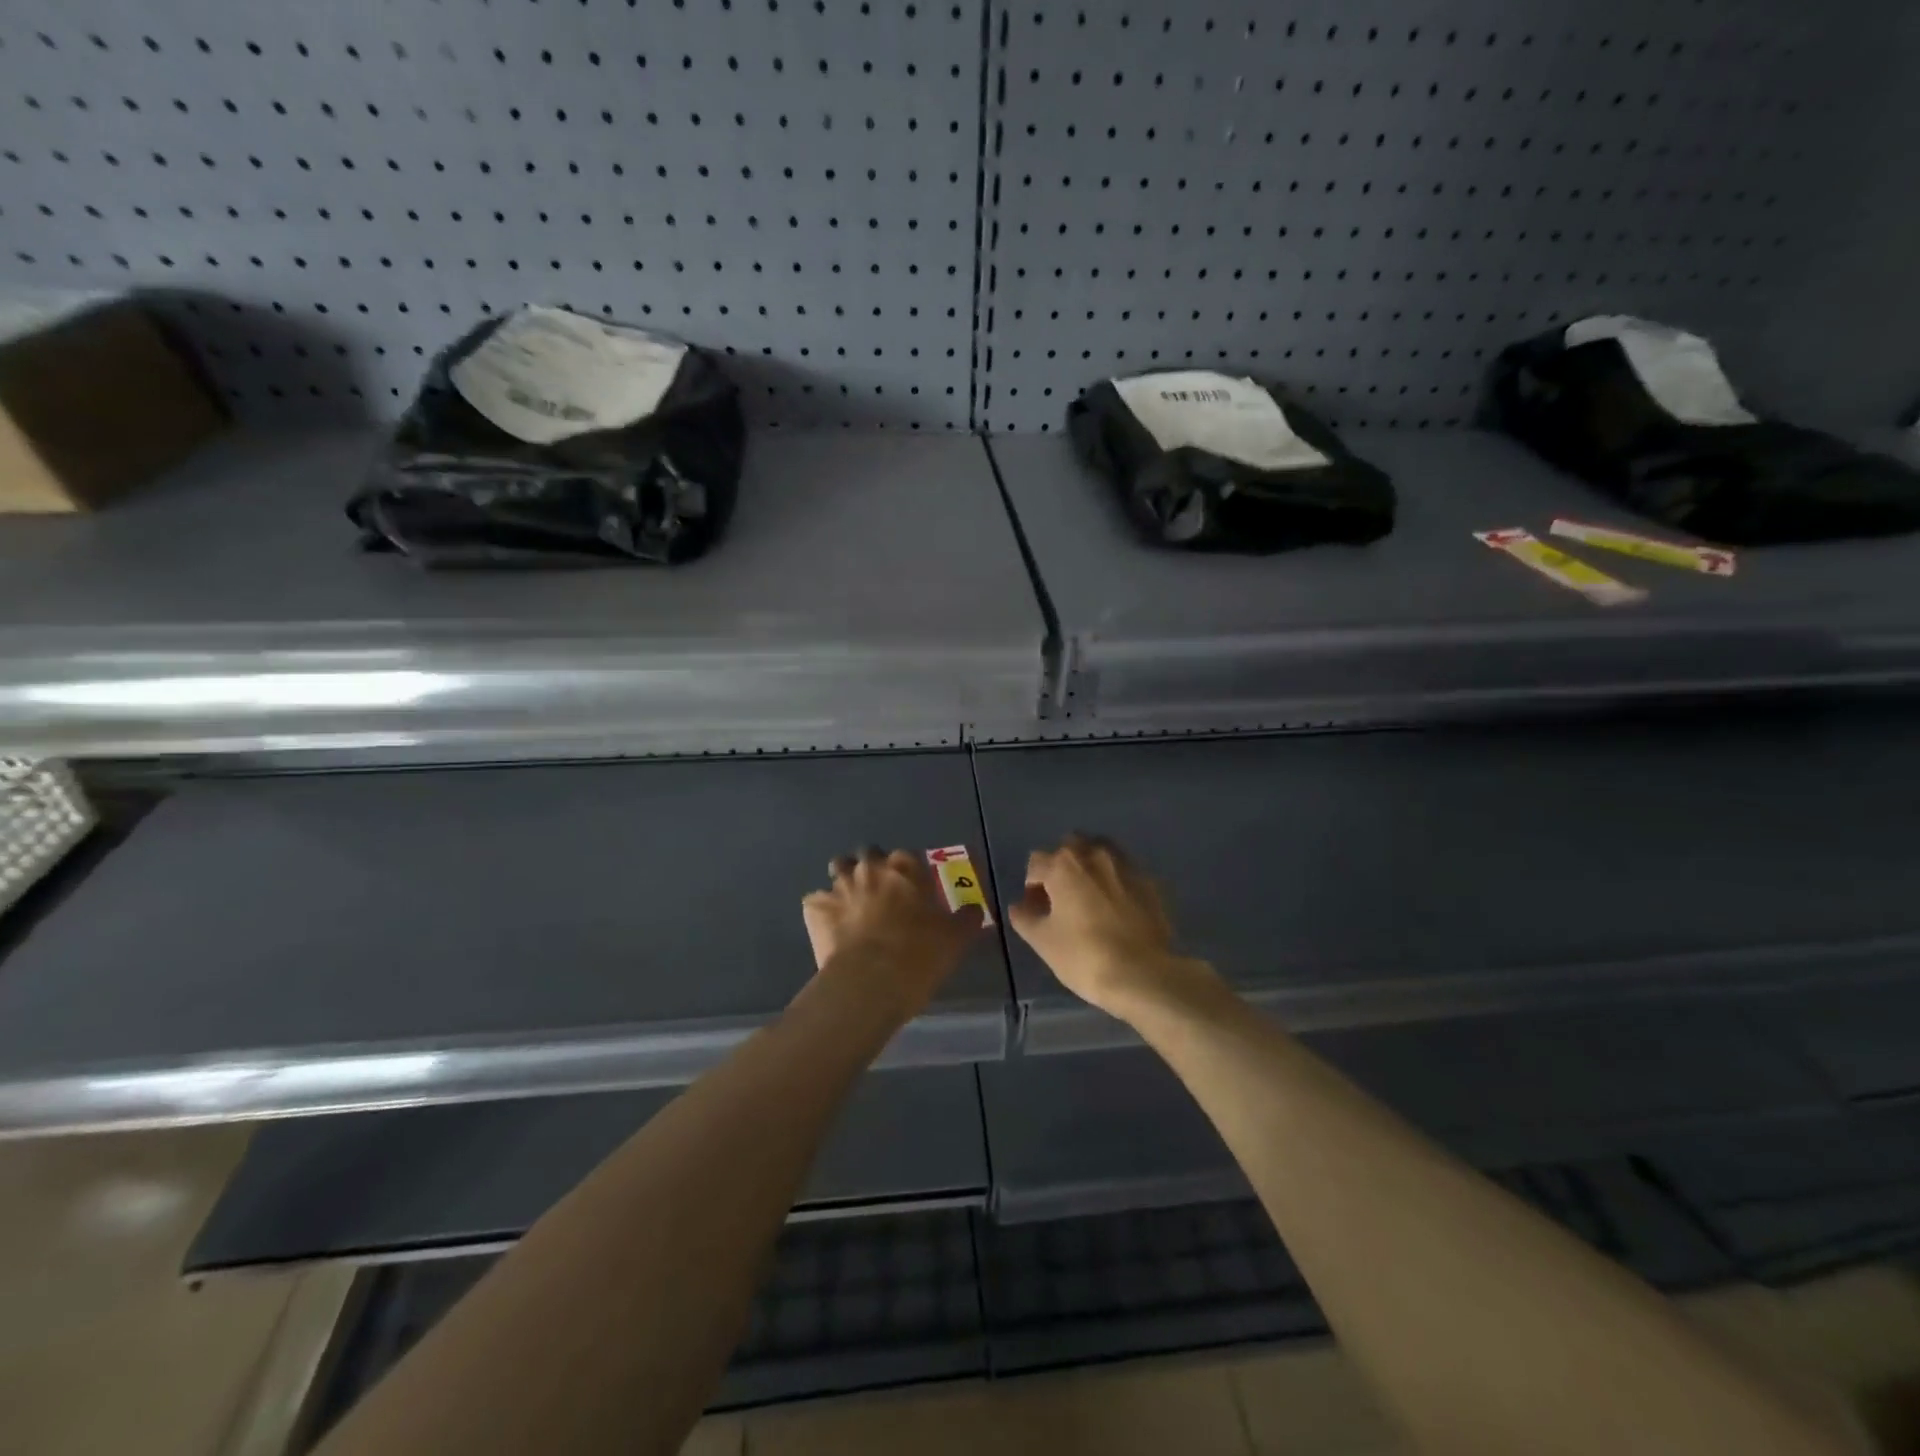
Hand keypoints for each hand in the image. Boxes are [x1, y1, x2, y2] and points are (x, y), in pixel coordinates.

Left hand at [802, 848, 985, 1013]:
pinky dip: (822, 911)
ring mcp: (838, 886)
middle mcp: (869, 868)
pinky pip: (816, 901)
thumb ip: (966, 919)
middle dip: (871, 867)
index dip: (908, 872)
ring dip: (844, 882)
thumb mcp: (955, 939)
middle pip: (867, 854)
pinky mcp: (814, 908)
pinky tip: (831, 929)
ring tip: (852, 905)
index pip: (906, 856)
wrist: (869, 984)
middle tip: (880, 893)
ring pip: (837, 869)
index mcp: (904, 869)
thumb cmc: (918, 956)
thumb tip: (974, 909)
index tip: (911, 890)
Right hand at [1009, 834, 1215, 1020]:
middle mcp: (1094, 855)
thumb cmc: (1084, 956)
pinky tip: (1116, 908)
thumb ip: (1025, 918)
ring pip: (1100, 853)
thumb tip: (1019, 906)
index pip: (1036, 863)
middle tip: (1062, 897)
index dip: (1031, 886)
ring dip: (1090, 867)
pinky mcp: (1149, 882)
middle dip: (1061, 866)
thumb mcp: (1043, 941)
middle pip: (1070, 847)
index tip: (1036, 909)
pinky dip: (1115, 881)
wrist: (1143, 975)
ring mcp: (1126, 866)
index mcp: (1063, 865)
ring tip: (1089, 898)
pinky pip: (1124, 872)